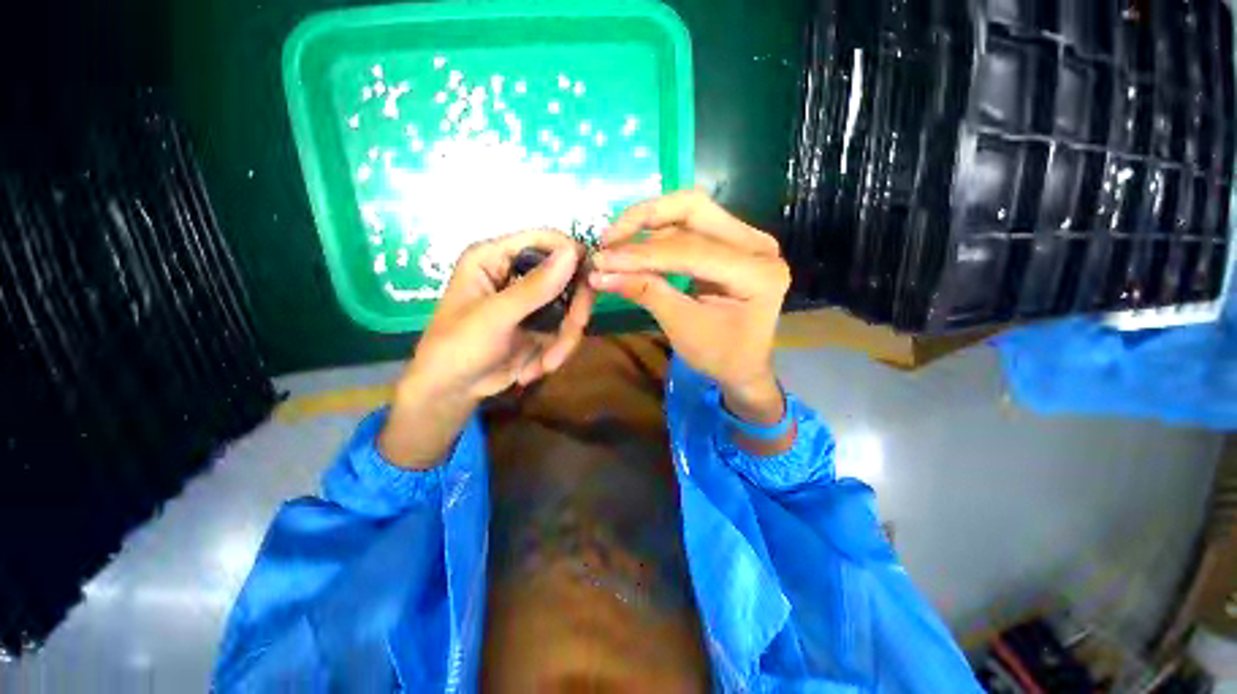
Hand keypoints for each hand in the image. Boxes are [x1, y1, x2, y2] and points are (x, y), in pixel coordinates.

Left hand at [380, 229, 593, 467]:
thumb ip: (534, 287)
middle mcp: (516, 274)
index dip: (571, 254)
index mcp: (495, 257)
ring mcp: (532, 302)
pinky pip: (567, 331)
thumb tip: (573, 251)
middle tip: (575, 328)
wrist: (452, 392)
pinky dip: (558, 351)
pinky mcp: (542, 326)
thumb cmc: (457, 346)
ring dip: (565, 338)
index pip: (544, 240)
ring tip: (547, 364)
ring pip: (572, 307)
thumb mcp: (495, 316)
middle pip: (567, 275)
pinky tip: (534, 370)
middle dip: (574, 307)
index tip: (591, 279)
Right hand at [588, 192, 789, 428]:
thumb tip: (600, 273)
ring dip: (648, 223)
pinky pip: (690, 225)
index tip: (601, 260)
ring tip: (614, 242)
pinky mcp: (731, 241)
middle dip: (645, 218)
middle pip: (694, 208)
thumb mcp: (683, 328)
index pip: (691, 250)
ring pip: (690, 211)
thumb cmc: (720, 356)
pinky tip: (634, 245)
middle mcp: (757, 245)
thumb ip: (647, 293)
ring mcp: (746, 239)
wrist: (743, 366)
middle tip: (608, 237)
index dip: (643, 254)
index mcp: (757, 272)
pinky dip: (658, 233)